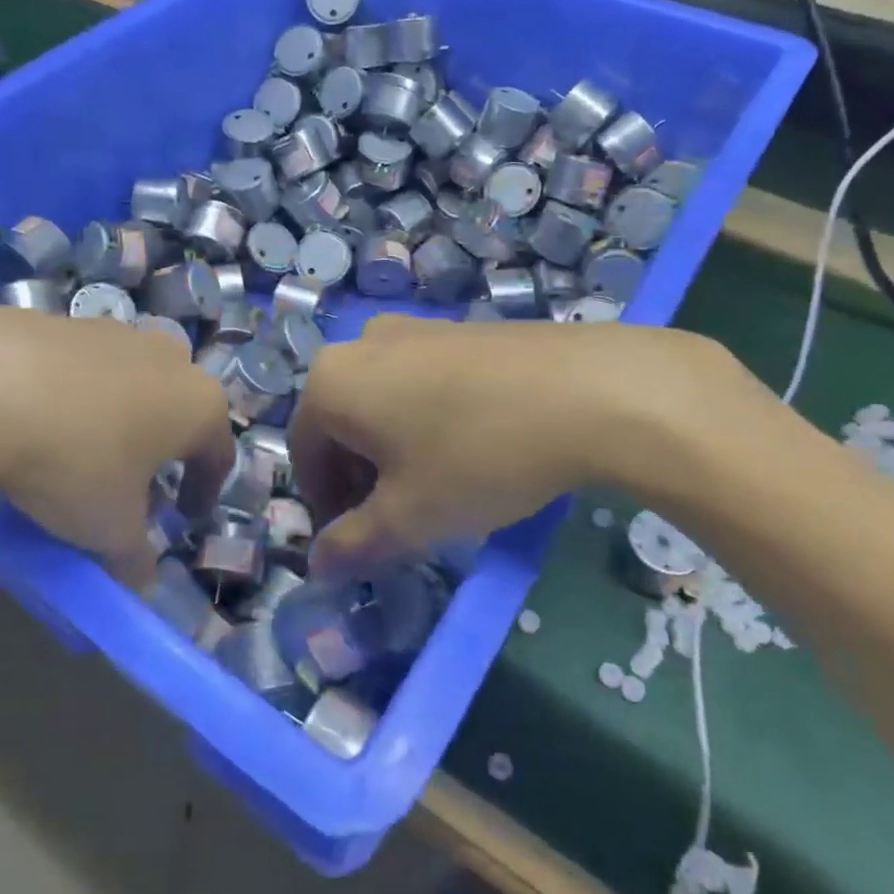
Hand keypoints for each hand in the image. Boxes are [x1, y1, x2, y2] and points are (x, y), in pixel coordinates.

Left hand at [0, 307, 233, 584]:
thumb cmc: (74, 461)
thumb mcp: (110, 529)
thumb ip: (135, 557)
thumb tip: (141, 580)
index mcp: (198, 404)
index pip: (217, 454)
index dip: (204, 490)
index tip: (185, 516)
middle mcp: (169, 358)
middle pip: (178, 409)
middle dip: (162, 446)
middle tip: (133, 482)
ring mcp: (116, 331)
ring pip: (131, 380)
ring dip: (119, 414)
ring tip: (82, 450)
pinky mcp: (64, 319)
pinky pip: (83, 366)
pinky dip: (74, 393)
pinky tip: (40, 418)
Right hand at [288, 315, 752, 569]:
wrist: (589, 390)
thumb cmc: (478, 456)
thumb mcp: (409, 517)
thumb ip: (353, 544)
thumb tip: (317, 565)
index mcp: (332, 382)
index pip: (304, 453)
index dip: (325, 506)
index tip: (358, 543)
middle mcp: (362, 344)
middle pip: (341, 424)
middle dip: (359, 478)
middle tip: (397, 521)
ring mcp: (414, 329)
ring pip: (382, 402)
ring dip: (393, 451)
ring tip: (438, 488)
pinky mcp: (459, 328)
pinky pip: (420, 381)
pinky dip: (426, 420)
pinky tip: (472, 448)